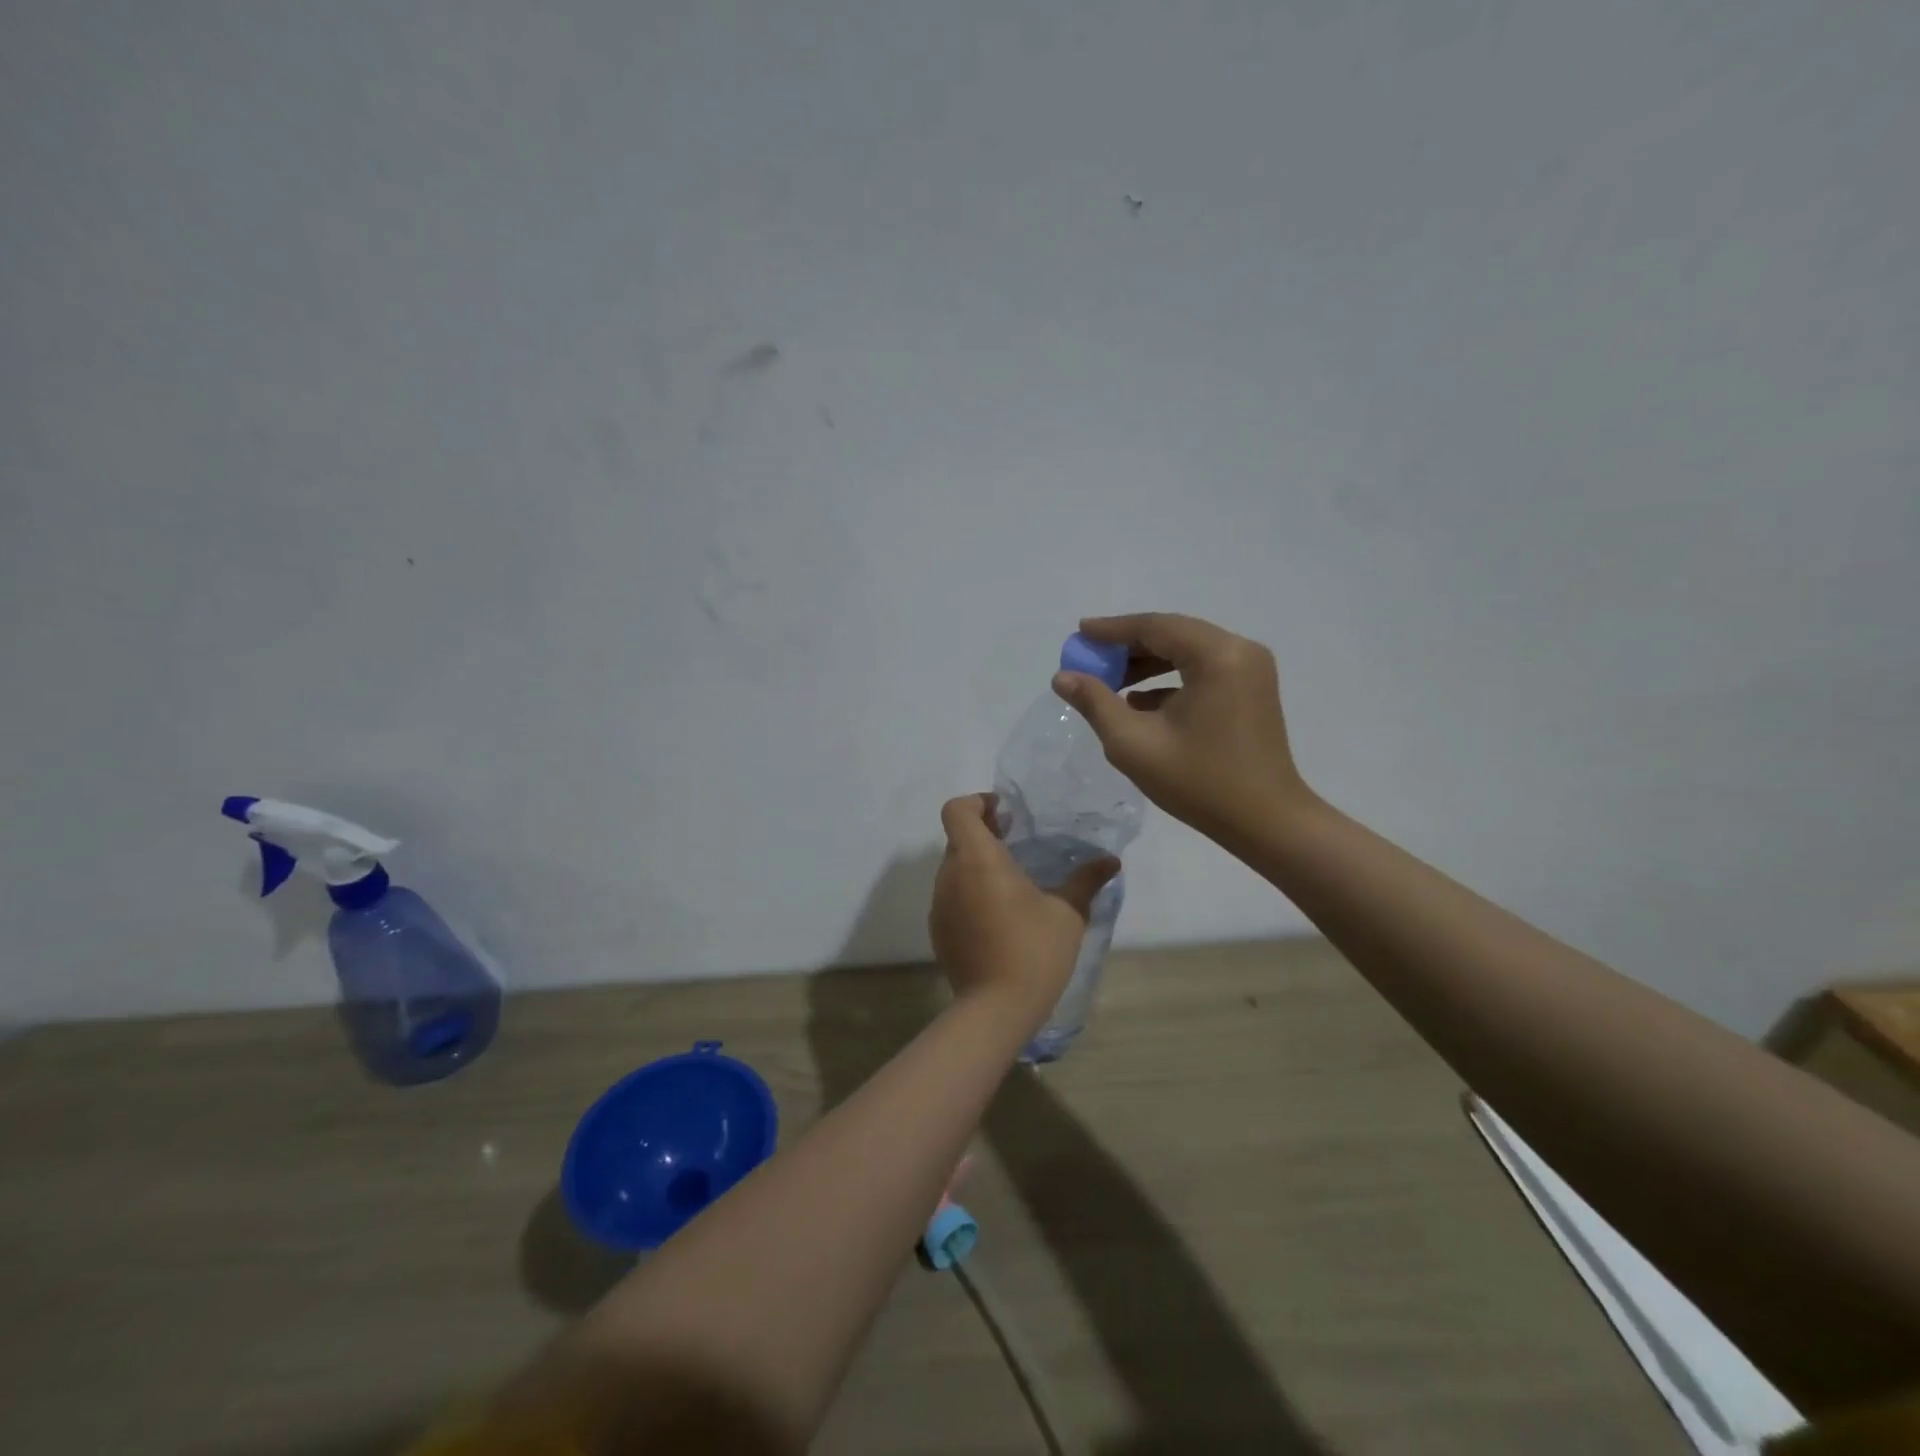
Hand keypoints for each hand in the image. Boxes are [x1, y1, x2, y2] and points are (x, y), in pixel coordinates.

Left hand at [929, 794, 1118, 1011]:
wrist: (996, 1009)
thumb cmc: (1033, 950)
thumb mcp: (1068, 913)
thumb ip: (1086, 881)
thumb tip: (1111, 861)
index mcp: (977, 858)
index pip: (957, 810)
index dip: (977, 802)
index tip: (1005, 814)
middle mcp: (950, 875)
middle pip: (958, 837)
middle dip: (984, 834)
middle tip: (1017, 843)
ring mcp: (939, 905)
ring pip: (954, 868)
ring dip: (978, 865)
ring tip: (1013, 882)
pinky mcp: (938, 931)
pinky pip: (952, 897)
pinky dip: (970, 893)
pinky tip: (999, 917)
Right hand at [1053, 612, 1309, 843]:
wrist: (1266, 822)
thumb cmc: (1199, 782)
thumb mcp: (1134, 743)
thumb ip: (1095, 703)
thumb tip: (1063, 677)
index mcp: (1216, 656)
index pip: (1155, 627)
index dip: (1112, 630)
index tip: (1079, 634)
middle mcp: (1239, 650)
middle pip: (1173, 634)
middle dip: (1128, 647)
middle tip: (1090, 660)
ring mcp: (1250, 669)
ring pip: (1187, 651)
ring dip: (1147, 663)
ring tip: (1109, 683)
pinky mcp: (1252, 689)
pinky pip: (1203, 670)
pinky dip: (1170, 679)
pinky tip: (1139, 702)